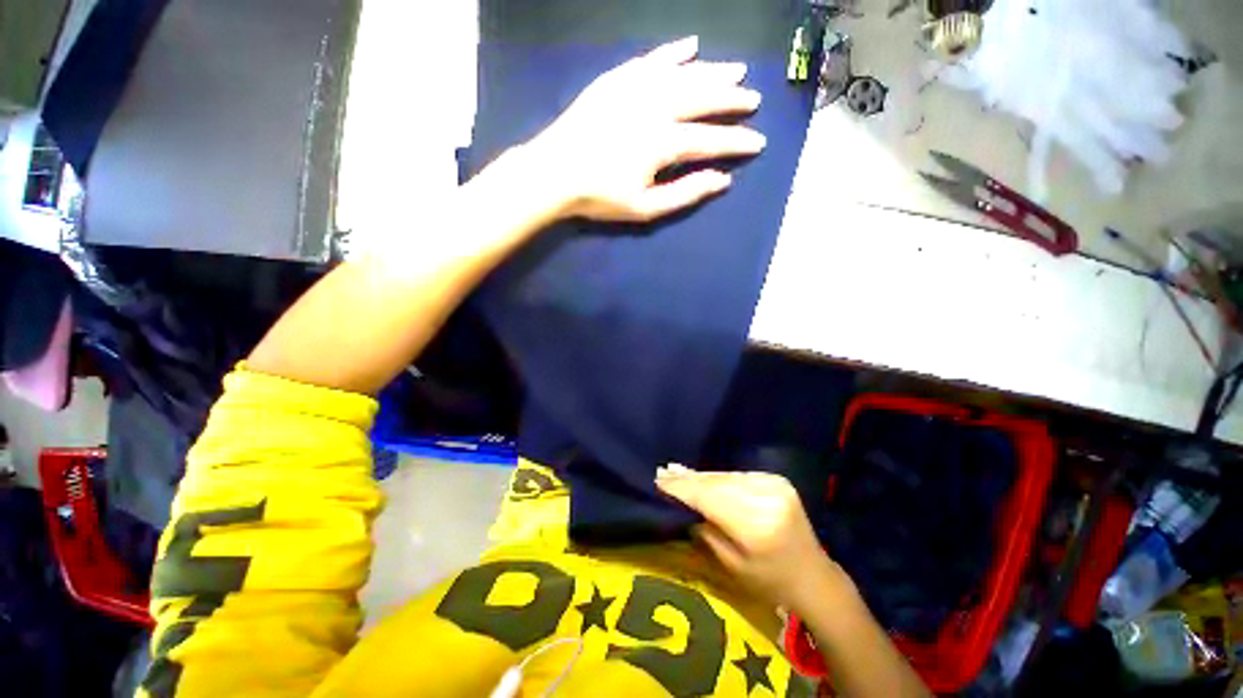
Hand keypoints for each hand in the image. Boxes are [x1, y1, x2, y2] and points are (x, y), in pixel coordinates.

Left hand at [526, 36, 766, 222]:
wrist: (555, 173)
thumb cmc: (600, 197)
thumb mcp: (645, 208)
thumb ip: (685, 193)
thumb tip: (723, 180)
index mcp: (663, 141)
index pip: (711, 139)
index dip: (737, 142)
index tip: (758, 143)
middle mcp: (656, 106)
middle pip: (704, 98)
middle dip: (733, 100)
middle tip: (753, 101)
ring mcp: (635, 87)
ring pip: (684, 73)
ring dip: (713, 71)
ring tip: (737, 70)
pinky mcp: (617, 79)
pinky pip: (652, 59)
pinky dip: (674, 52)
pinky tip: (691, 45)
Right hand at [656, 466, 851, 613]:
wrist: (814, 575)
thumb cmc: (770, 582)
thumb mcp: (732, 566)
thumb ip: (706, 531)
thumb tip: (682, 503)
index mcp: (756, 525)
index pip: (709, 498)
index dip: (683, 488)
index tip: (659, 480)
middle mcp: (766, 497)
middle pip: (717, 483)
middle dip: (688, 479)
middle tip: (663, 472)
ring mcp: (774, 484)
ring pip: (726, 476)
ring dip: (701, 476)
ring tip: (676, 470)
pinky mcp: (777, 479)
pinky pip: (739, 476)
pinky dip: (719, 477)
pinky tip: (703, 476)